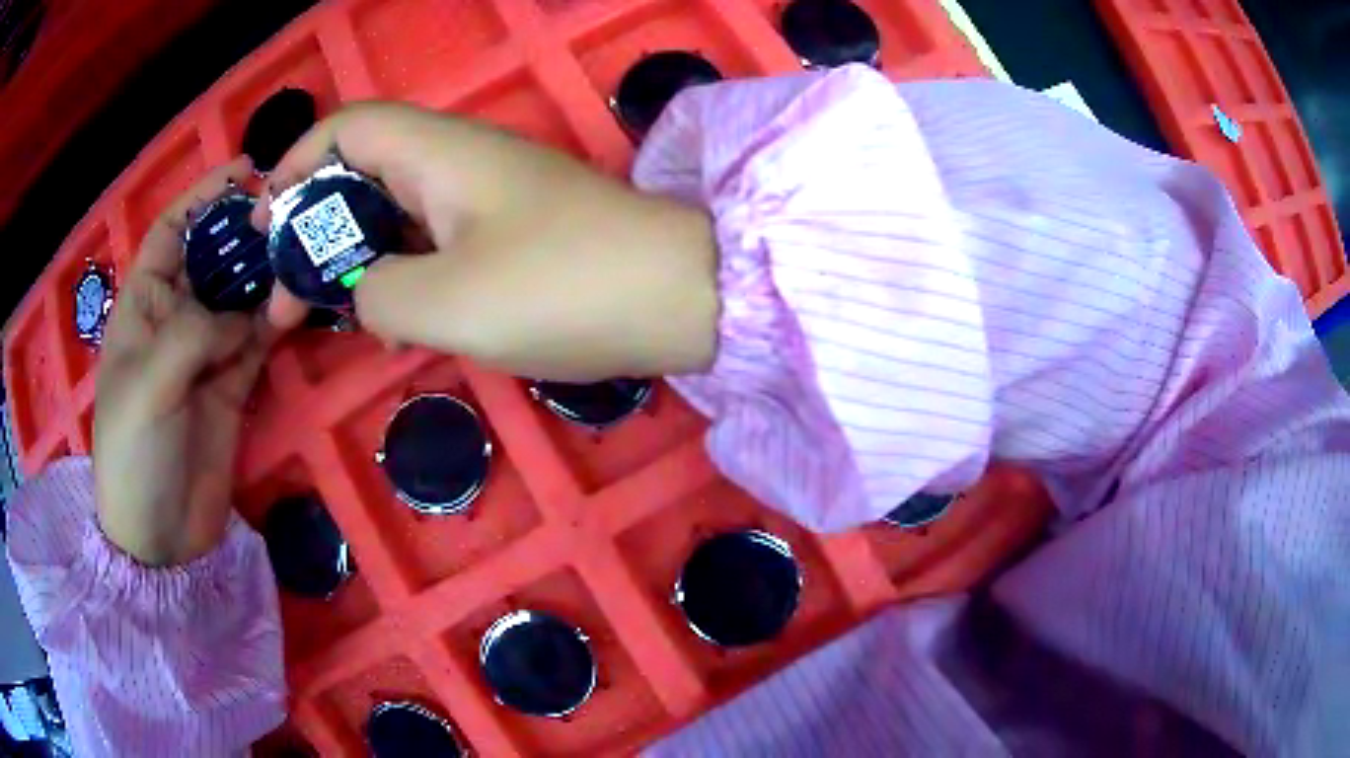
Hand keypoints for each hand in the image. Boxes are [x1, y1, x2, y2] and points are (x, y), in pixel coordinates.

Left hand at [94, 158, 271, 565]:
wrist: (159, 537)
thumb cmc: (134, 452)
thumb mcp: (149, 383)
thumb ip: (193, 333)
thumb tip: (242, 314)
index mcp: (143, 305)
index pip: (172, 232)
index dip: (203, 196)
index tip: (245, 171)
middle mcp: (175, 318)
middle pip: (214, 257)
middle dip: (245, 234)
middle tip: (289, 216)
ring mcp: (206, 353)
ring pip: (241, 296)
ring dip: (268, 277)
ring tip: (303, 256)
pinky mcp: (233, 385)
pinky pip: (258, 340)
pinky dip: (278, 321)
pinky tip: (301, 303)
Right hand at [259, 102, 718, 381]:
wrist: (680, 298)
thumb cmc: (563, 287)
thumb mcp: (446, 302)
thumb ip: (376, 294)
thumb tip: (360, 291)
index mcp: (437, 152)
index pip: (346, 129)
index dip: (295, 167)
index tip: (263, 227)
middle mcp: (458, 161)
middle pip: (360, 173)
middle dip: (312, 228)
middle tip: (284, 299)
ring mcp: (487, 198)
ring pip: (393, 213)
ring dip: (350, 258)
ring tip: (319, 316)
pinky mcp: (509, 234)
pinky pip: (431, 242)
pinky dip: (396, 274)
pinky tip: (386, 322)